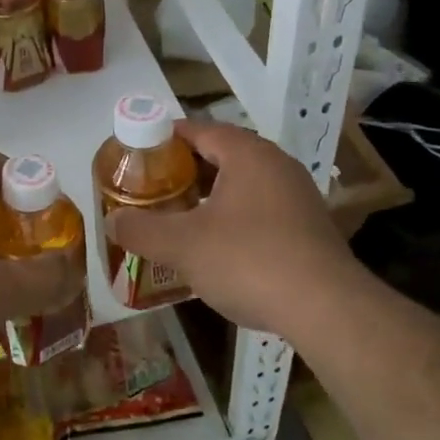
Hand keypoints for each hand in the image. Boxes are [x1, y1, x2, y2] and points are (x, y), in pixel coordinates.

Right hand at [105, 120, 355, 335]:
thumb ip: (142, 230)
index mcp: (247, 153)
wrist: (327, 309)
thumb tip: (112, 223)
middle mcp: (276, 164)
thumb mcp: (183, 245)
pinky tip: (218, 246)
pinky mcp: (309, 227)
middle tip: (153, 188)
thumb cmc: (249, 260)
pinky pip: (261, 209)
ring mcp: (298, 195)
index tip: (138, 154)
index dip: (164, 138)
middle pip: (221, 155)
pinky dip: (235, 217)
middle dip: (185, 170)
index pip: (198, 130)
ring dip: (211, 196)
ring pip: (243, 184)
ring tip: (180, 216)